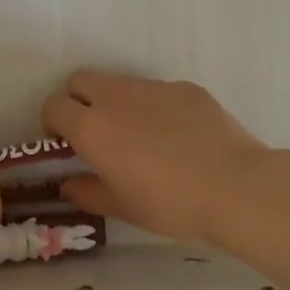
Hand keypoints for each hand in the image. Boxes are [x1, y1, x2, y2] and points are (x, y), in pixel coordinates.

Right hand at [42, 71, 277, 244]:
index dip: (53, 123)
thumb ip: (88, 193)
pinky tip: (179, 137)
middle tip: (95, 132)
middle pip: (80, 80)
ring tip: (142, 137)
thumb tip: (68, 184)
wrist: (236, 187)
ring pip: (119, 83)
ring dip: (117, 103)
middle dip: (78, 100)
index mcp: (92, 127)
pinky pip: (157, 91)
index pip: (53, 106)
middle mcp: (116, 97)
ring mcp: (152, 87)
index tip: (66, 144)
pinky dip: (155, 107)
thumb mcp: (123, 208)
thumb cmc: (171, 204)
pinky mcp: (184, 87)